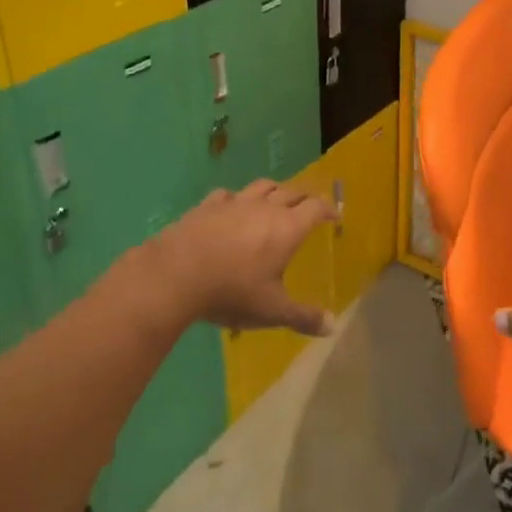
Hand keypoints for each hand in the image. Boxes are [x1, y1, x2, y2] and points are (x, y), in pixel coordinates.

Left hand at [146, 180, 338, 335]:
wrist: (176, 274)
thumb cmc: (232, 291)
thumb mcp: (272, 311)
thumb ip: (303, 317)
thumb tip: (332, 326)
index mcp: (287, 228)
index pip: (316, 208)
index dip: (328, 209)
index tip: (334, 216)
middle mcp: (265, 208)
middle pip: (292, 191)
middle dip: (305, 197)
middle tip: (309, 207)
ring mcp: (235, 203)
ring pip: (262, 186)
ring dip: (275, 190)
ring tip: (276, 200)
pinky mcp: (208, 205)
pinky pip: (229, 194)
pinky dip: (238, 198)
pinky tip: (233, 207)